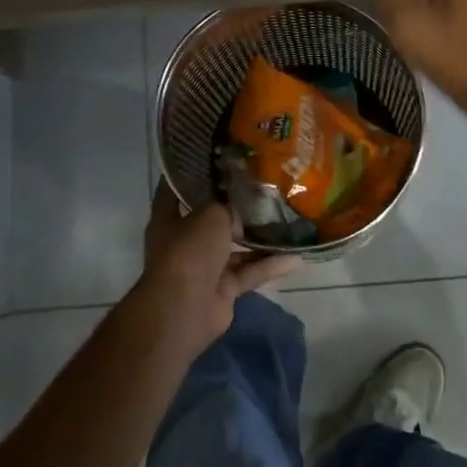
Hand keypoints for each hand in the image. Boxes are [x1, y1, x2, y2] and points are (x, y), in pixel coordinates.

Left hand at [131, 182, 301, 354]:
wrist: (185, 308)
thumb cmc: (189, 250)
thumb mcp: (211, 214)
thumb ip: (229, 205)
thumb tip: (244, 206)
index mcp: (169, 218)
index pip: (176, 189)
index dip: (192, 173)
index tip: (215, 158)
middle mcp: (185, 240)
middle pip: (212, 219)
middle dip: (235, 207)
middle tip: (264, 187)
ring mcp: (204, 266)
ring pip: (235, 247)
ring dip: (258, 238)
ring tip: (287, 219)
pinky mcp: (223, 289)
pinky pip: (249, 272)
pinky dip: (269, 266)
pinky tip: (296, 257)